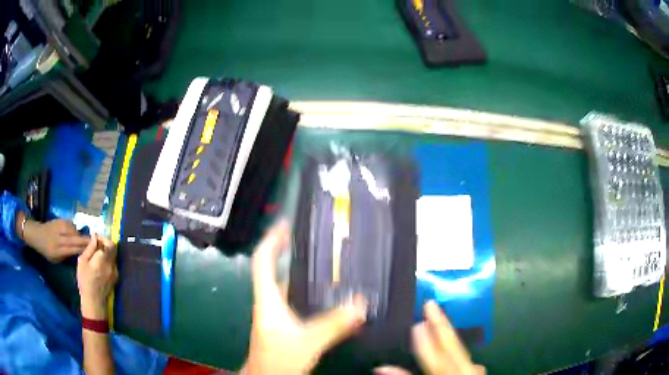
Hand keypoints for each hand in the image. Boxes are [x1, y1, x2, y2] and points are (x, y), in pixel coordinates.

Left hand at [22, 217, 89, 262]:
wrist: (37, 234)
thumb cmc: (46, 251)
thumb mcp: (55, 259)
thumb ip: (66, 256)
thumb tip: (78, 254)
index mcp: (57, 250)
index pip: (73, 250)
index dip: (83, 250)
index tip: (93, 251)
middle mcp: (59, 238)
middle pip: (75, 239)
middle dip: (86, 241)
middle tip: (97, 242)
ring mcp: (59, 227)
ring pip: (74, 231)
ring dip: (81, 235)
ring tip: (87, 238)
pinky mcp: (59, 220)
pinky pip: (70, 225)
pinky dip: (75, 229)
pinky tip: (76, 232)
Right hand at [76, 234, 117, 320]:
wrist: (94, 302)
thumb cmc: (85, 281)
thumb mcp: (82, 262)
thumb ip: (90, 248)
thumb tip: (95, 236)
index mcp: (104, 260)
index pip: (110, 244)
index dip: (104, 239)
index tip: (96, 238)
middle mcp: (112, 265)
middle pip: (113, 249)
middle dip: (105, 244)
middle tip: (96, 245)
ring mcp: (115, 272)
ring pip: (113, 256)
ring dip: (106, 252)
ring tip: (96, 255)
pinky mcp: (115, 278)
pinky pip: (113, 264)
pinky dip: (107, 260)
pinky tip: (99, 264)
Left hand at [245, 221, 367, 374]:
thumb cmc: (277, 360)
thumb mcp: (307, 342)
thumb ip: (334, 325)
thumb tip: (361, 304)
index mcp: (267, 300)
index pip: (262, 261)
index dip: (272, 240)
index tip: (286, 224)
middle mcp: (269, 303)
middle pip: (275, 269)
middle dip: (290, 252)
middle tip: (315, 241)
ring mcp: (276, 314)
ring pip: (287, 286)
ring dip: (302, 273)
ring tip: (327, 263)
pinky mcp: (284, 324)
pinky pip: (296, 301)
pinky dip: (309, 292)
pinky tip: (329, 295)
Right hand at [375, 302, 485, 374]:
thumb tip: (381, 368)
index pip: (435, 358)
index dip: (424, 340)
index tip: (416, 322)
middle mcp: (464, 371)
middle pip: (453, 347)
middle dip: (441, 325)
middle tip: (430, 304)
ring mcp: (473, 372)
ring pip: (461, 350)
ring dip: (448, 334)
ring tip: (438, 319)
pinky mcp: (474, 374)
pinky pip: (464, 359)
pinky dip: (455, 348)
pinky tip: (451, 344)